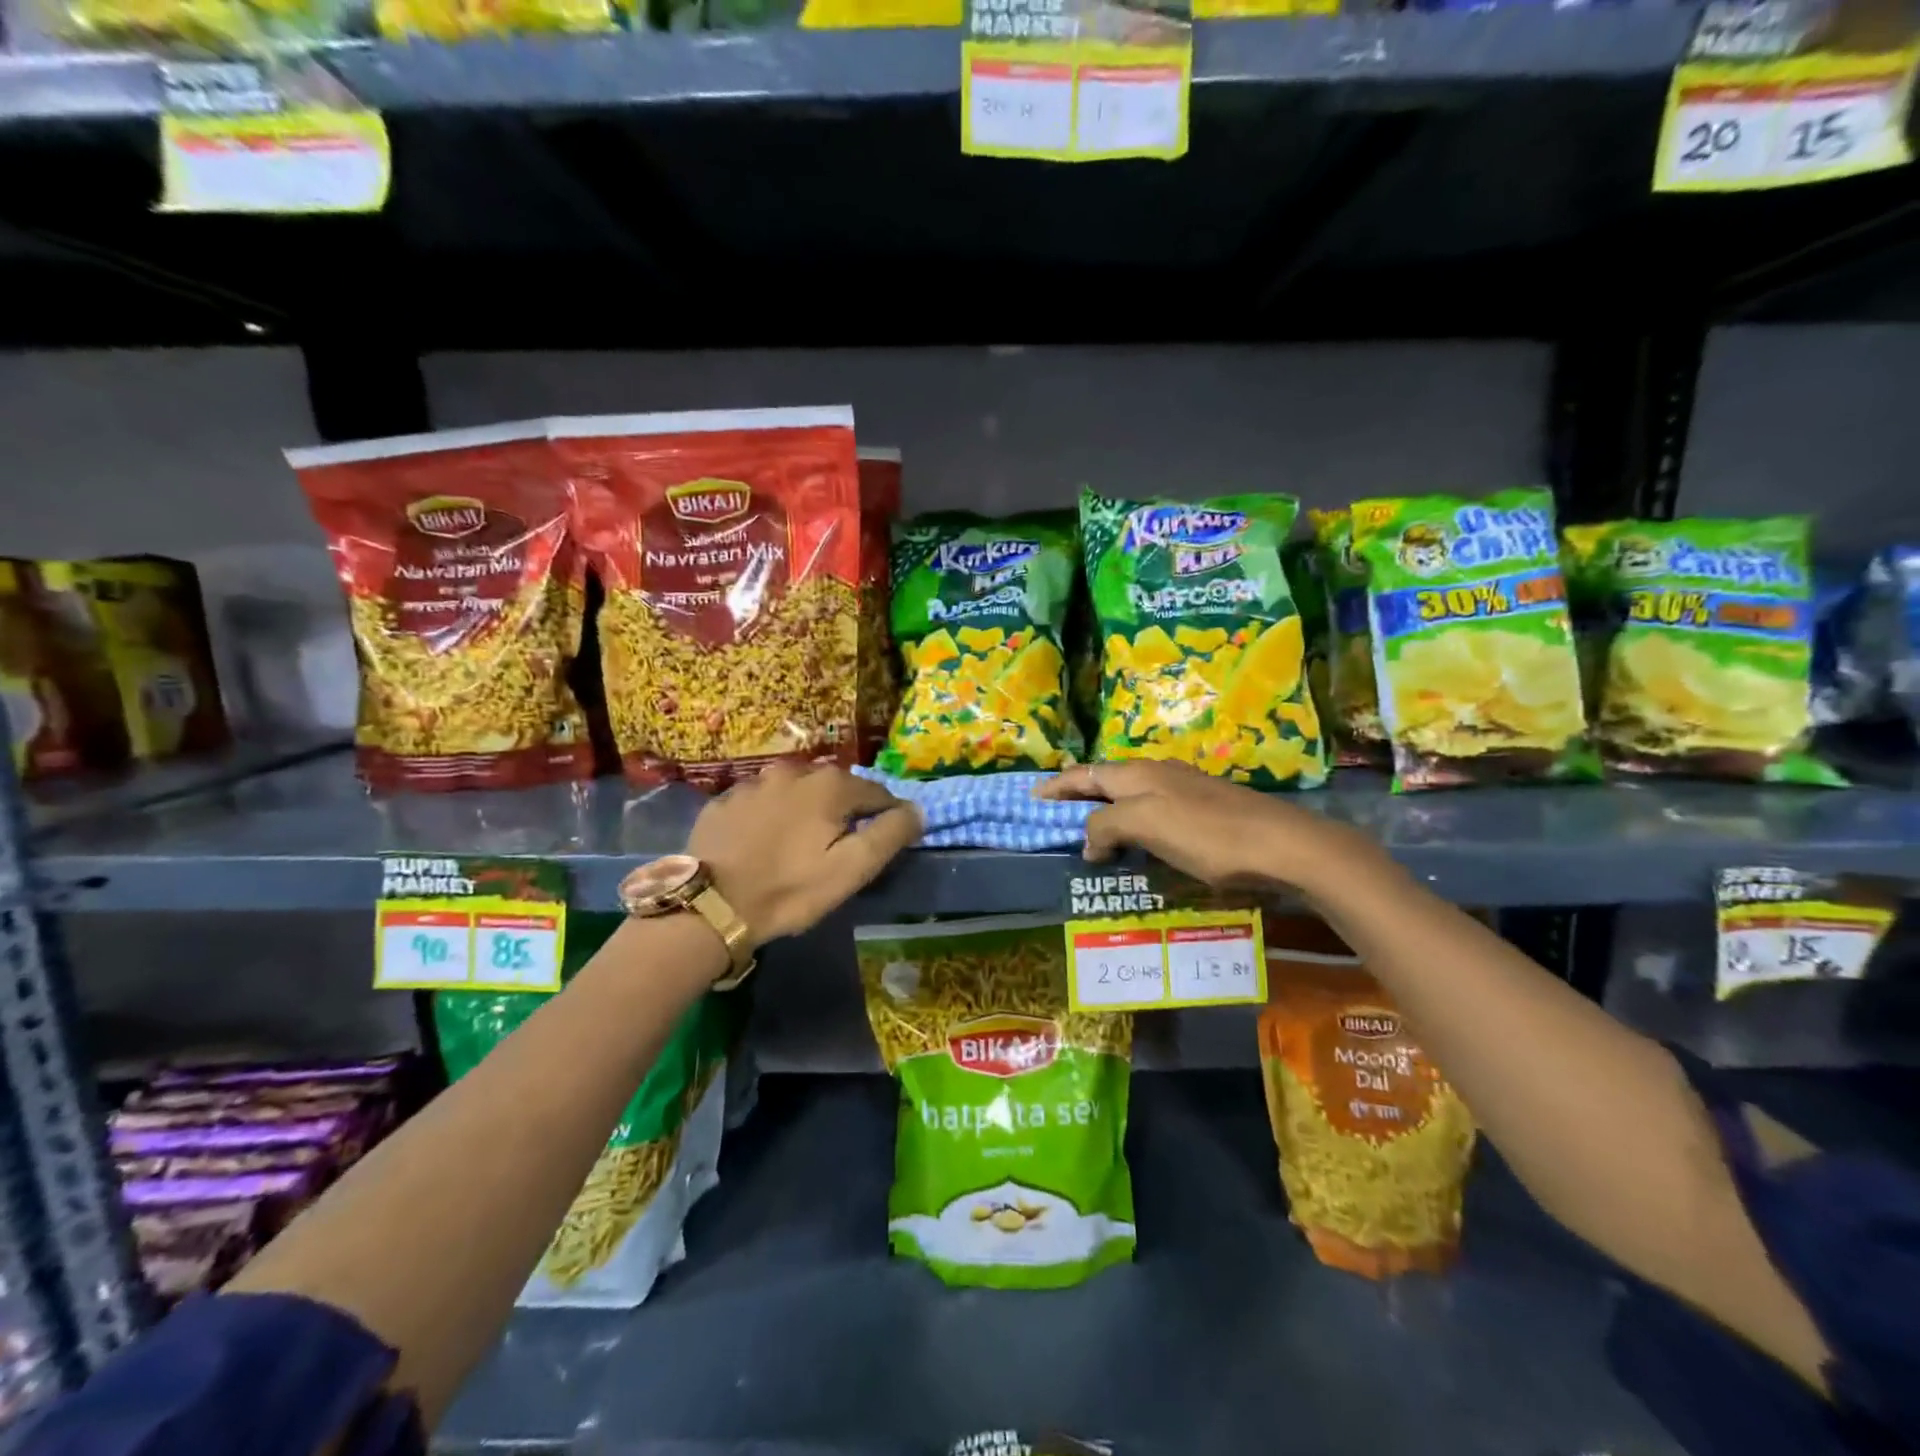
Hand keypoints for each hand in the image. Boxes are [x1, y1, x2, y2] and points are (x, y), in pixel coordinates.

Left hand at [688, 763, 922, 944]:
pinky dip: (771, 815)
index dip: (885, 818)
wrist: (710, 904)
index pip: (877, 793)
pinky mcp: (725, 799)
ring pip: (797, 790)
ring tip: (799, 843)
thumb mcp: (852, 869)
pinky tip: (763, 842)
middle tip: (837, 848)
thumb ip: (890, 834)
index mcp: (830, 785)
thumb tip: (915, 810)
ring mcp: (755, 782)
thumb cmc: (790, 889)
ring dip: (806, 809)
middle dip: (844, 812)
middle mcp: (794, 771)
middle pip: (836, 788)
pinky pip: (762, 801)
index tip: (879, 845)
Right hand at [1036, 760, 1384, 892]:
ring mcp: (1185, 791)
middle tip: (1056, 818)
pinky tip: (1139, 844)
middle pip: (1107, 781)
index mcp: (1139, 773)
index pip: (1085, 774)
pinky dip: (1133, 825)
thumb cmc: (1207, 834)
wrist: (1283, 845)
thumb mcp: (1146, 824)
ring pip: (1131, 796)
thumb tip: (1087, 842)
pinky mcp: (1205, 811)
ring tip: (1091, 835)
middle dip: (1079, 796)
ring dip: (1106, 812)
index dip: (1057, 786)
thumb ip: (1106, 826)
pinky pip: (1153, 813)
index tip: (1032, 799)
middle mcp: (1158, 774)